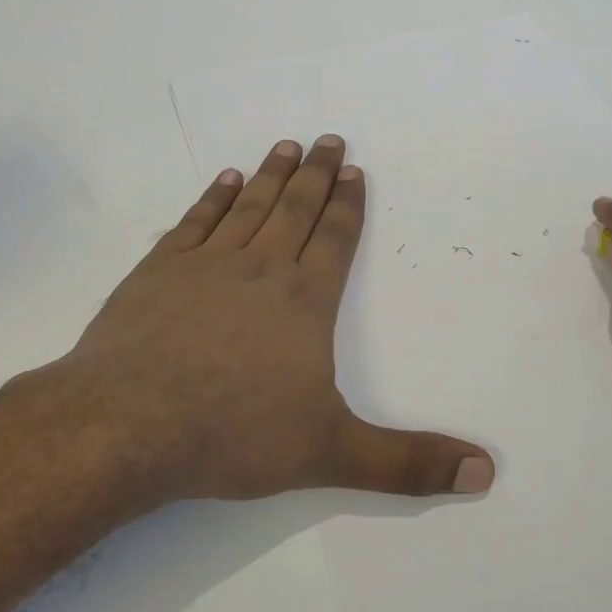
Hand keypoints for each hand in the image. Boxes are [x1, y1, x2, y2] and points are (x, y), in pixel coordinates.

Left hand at [39, 135, 494, 505]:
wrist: (125, 426)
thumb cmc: (233, 435)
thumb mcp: (331, 454)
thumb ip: (407, 464)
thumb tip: (485, 472)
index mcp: (305, 301)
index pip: (336, 239)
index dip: (349, 205)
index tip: (356, 172)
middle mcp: (261, 269)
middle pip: (296, 209)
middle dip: (317, 175)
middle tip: (329, 139)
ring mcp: (206, 264)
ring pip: (249, 206)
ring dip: (271, 174)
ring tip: (287, 146)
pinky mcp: (158, 270)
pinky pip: (196, 221)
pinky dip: (213, 197)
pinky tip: (224, 179)